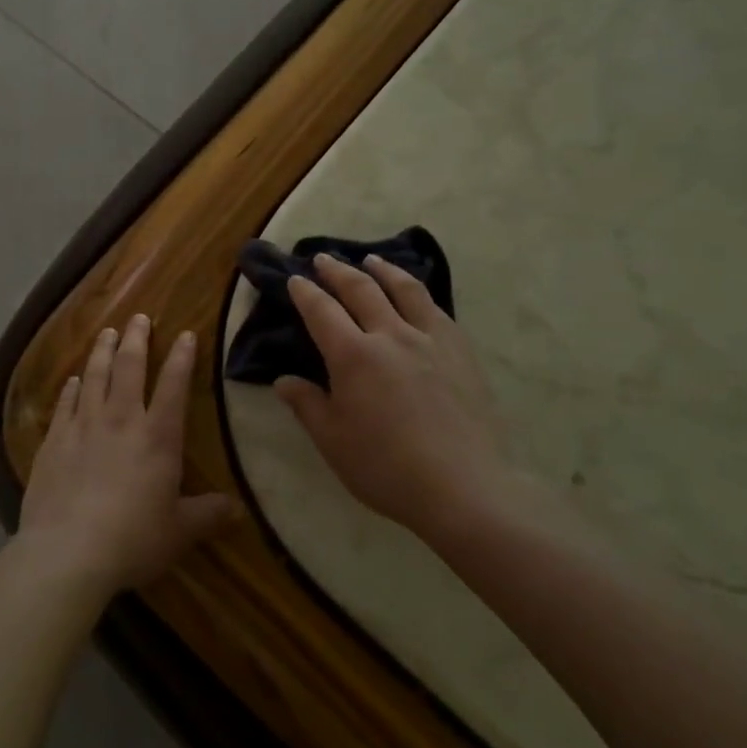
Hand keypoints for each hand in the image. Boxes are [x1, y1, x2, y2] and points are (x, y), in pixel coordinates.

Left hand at [19, 315, 240, 600]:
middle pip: (130, 367)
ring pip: (95, 376)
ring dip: (102, 352)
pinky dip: (71, 388)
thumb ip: (208, 515)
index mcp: (158, 436)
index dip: (182, 357)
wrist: (68, 552)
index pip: (174, 385)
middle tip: (138, 317)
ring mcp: (84, 426)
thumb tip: (239, 510)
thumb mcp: (180, 531)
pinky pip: (65, 403)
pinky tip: (73, 380)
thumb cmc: (133, 539)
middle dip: (137, 339)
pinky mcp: (54, 440)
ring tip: (107, 333)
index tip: (186, 333)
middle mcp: (121, 419)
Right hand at [275, 254, 504, 537]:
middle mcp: (390, 335)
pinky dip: (419, 294)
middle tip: (324, 259)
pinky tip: (417, 297)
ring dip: (383, 270)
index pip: (322, 311)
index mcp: (353, 355)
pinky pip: (436, 310)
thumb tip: (283, 380)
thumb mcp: (333, 441)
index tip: (295, 279)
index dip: (305, 292)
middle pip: (361, 289)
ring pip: (404, 289)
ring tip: (372, 260)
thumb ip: (306, 405)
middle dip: (338, 271)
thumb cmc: (386, 468)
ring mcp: (430, 339)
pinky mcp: (461, 352)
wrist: (463, 488)